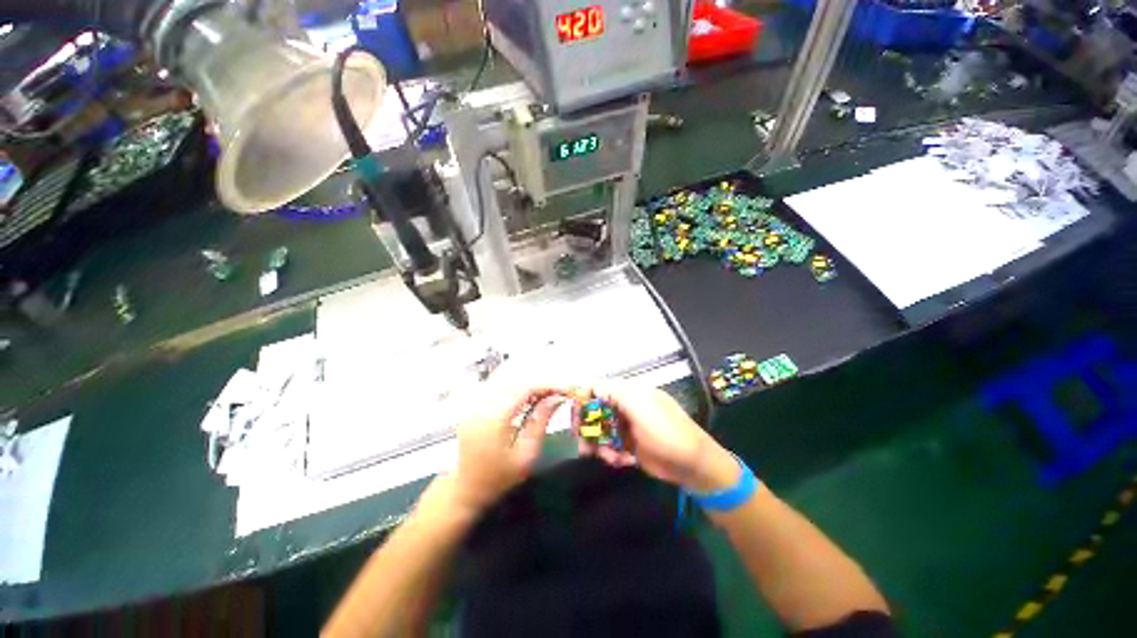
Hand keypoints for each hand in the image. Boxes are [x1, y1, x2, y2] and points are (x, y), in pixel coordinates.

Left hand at [449, 385, 567, 513]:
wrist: (465, 490)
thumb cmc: (499, 478)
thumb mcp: (526, 455)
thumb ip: (540, 422)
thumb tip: (557, 398)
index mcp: (494, 418)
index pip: (524, 387)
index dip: (547, 385)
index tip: (564, 390)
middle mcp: (481, 404)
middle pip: (515, 378)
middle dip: (540, 382)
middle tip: (558, 392)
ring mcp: (474, 403)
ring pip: (506, 378)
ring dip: (528, 382)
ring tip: (545, 393)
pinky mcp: (473, 405)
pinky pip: (498, 385)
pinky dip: (515, 386)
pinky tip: (527, 396)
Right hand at [582, 381, 738, 492]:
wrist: (693, 464)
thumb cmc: (665, 431)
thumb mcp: (639, 405)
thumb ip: (614, 392)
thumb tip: (591, 386)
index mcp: (629, 393)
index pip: (598, 389)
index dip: (583, 400)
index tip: (574, 418)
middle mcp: (626, 407)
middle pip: (596, 412)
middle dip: (589, 428)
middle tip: (583, 444)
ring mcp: (628, 426)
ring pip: (601, 431)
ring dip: (599, 444)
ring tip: (607, 457)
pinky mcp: (631, 445)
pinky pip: (611, 446)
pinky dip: (611, 454)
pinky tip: (620, 462)